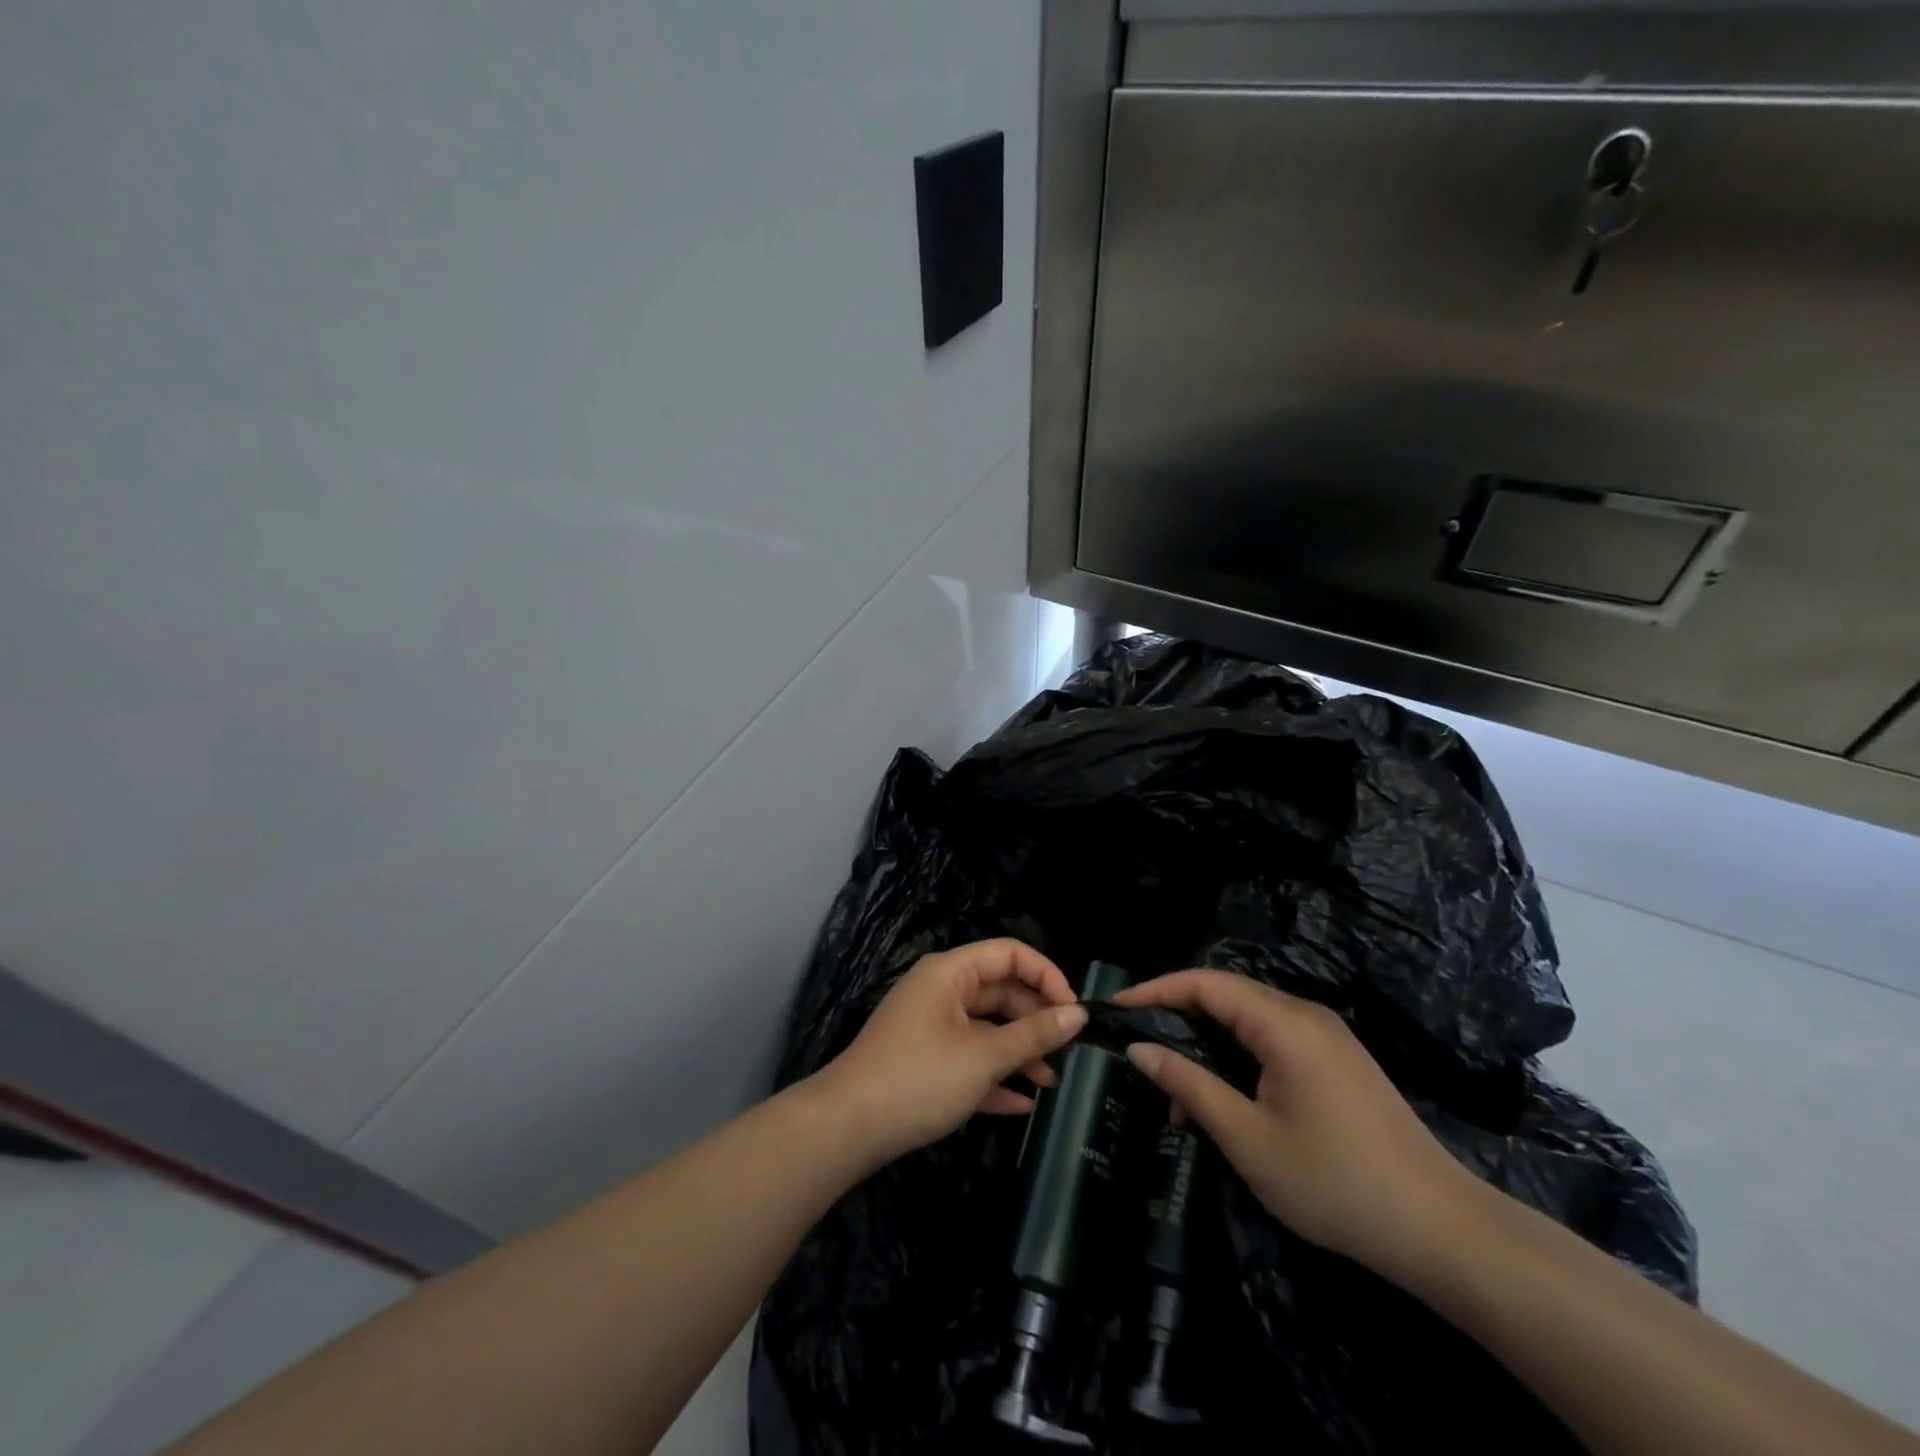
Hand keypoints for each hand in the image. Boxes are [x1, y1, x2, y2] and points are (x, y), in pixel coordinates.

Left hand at [815, 940, 1088, 1163]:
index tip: (1074, 1010)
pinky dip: (993, 1076)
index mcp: (951, 973)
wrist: (847, 1127)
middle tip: (1068, 1051)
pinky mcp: (923, 1061)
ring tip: (1050, 1083)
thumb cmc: (920, 1077)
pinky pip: (968, 1058)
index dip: (1047, 975)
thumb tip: (1077, 1014)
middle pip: (1000, 991)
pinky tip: (1021, 1104)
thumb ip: (1034, 1034)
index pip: (1009, 953)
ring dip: (1019, 1052)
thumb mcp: (984, 1056)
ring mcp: (930, 1026)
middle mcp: (940, 991)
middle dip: (1035, 1020)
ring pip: (986, 1028)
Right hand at [1117, 970, 1480, 1278]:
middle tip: (1140, 1050)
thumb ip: (1189, 1086)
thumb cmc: (1335, 1183)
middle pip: (1226, 994)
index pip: (1205, 983)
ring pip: (1248, 1018)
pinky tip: (1225, 1097)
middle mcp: (1305, 1015)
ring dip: (1208, 1042)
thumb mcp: (1248, 1138)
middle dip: (1177, 1016)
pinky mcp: (1337, 1060)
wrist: (1442, 1230)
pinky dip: (1237, 1056)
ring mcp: (1326, 1036)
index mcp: (1283, 1023)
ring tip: (1178, 1091)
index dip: (1156, 990)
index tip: (1116, 1008)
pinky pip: (1272, 1039)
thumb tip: (1140, 1049)